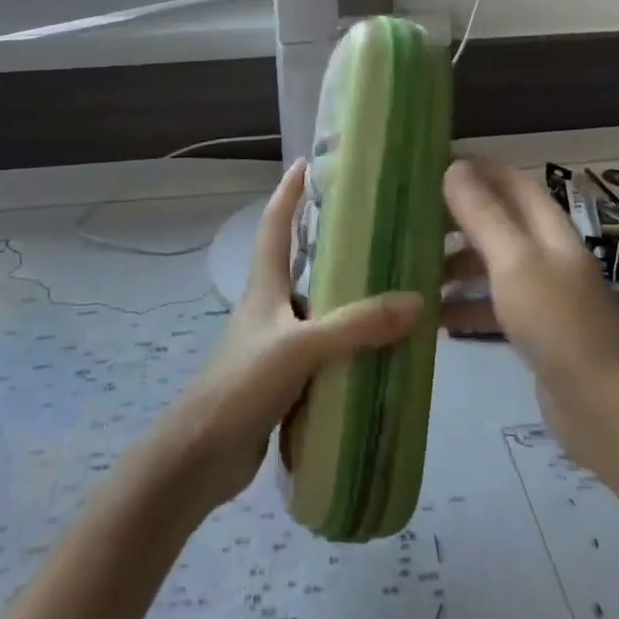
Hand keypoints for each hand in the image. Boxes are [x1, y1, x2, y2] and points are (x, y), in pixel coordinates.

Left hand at [149, 160, 423, 512]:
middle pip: (299, 266)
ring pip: (316, 313)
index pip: (274, 227)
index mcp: (263, 289)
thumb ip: (356, 326)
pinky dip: (347, 348)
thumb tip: (415, 301)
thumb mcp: (301, 348)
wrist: (203, 455)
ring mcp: (273, 346)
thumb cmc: (243, 386)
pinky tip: (377, 354)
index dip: (288, 194)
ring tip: (391, 292)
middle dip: (330, 246)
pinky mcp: (282, 381)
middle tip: (375, 232)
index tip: (306, 163)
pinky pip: (322, 354)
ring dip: (345, 302)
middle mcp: (268, 310)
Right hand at [442, 157, 618, 484]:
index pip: (511, 182)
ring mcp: (542, 295)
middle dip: (456, 220)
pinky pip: (492, 306)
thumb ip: (484, 215)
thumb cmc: (559, 324)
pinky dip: (465, 307)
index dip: (476, 170)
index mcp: (549, 230)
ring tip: (414, 276)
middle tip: (410, 225)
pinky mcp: (534, 331)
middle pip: (497, 223)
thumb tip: (455, 166)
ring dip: (455, 267)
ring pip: (490, 266)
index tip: (429, 169)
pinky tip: (435, 321)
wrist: (605, 409)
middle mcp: (547, 255)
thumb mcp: (515, 262)